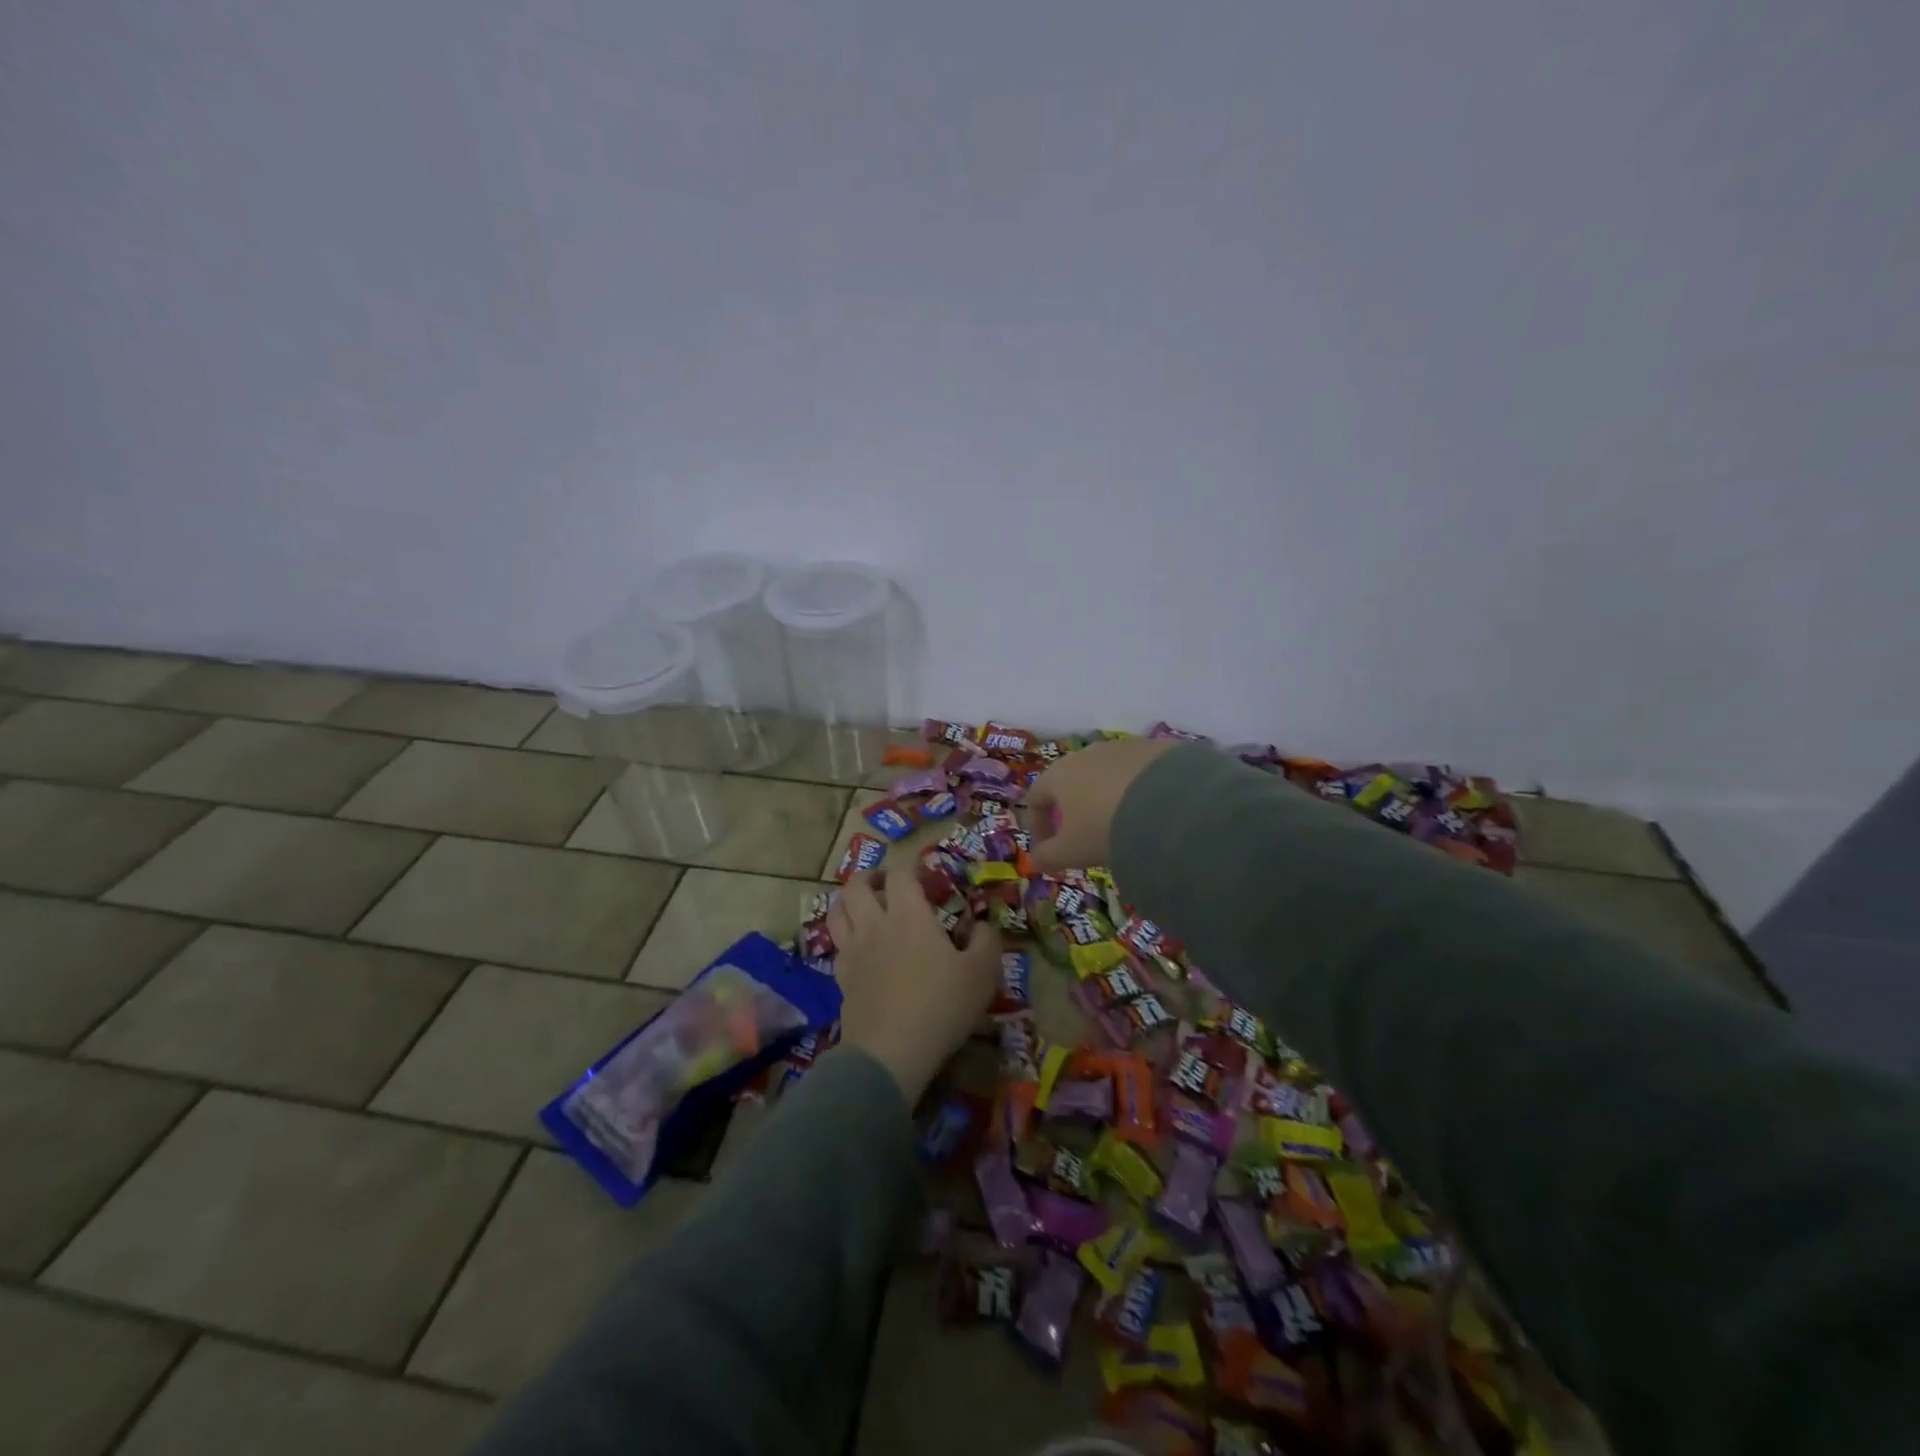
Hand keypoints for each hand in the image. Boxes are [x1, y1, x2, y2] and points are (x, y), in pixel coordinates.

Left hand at [828, 871, 1002, 1101]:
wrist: (891, 1053)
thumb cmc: (941, 1006)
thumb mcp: (982, 973)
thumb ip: (986, 941)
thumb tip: (983, 924)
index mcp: (908, 915)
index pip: (900, 874)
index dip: (911, 868)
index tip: (926, 877)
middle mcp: (875, 925)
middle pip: (857, 885)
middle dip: (870, 877)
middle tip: (886, 883)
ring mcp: (853, 952)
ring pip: (837, 911)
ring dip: (848, 901)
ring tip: (864, 906)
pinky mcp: (841, 979)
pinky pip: (837, 947)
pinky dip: (846, 938)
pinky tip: (860, 949)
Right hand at [1024, 737, 1179, 873]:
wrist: (1169, 804)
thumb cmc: (1104, 828)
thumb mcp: (1071, 851)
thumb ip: (1048, 857)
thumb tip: (1034, 862)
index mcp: (1060, 774)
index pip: (1036, 796)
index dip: (1038, 824)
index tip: (1048, 849)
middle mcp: (1088, 753)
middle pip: (1072, 781)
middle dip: (1074, 809)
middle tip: (1085, 837)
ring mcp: (1123, 747)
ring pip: (1107, 774)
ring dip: (1107, 797)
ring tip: (1122, 825)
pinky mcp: (1156, 748)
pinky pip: (1139, 771)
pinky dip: (1138, 790)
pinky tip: (1152, 812)